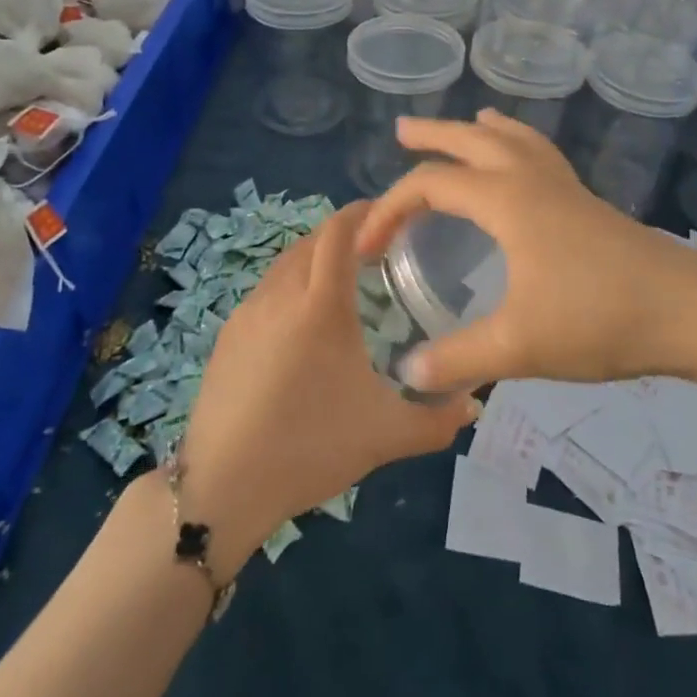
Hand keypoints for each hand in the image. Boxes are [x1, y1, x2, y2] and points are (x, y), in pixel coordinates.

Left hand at [180, 201, 475, 576]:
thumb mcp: (385, 436)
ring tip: (339, 279)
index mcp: (321, 304)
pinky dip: (288, 284)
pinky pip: (264, 291)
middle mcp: (281, 294)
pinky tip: (300, 322)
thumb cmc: (310, 448)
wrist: (223, 486)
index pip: (338, 231)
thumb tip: (473, 406)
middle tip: (373, 248)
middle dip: (340, 233)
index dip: (361, 211)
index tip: (386, 211)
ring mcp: (247, 313)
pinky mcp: (227, 335)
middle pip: (311, 241)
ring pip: (284, 264)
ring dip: (312, 257)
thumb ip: (437, 420)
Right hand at [356, 111, 696, 393]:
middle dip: (433, 135)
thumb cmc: (600, 318)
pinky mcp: (588, 203)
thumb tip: (406, 373)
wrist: (691, 311)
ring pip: (515, 140)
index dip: (390, 210)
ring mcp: (565, 188)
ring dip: (482, 131)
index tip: (366, 248)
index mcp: (507, 201)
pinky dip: (520, 145)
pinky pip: (541, 155)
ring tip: (470, 123)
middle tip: (402, 130)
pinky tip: (526, 164)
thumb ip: (459, 358)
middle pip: (472, 142)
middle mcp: (531, 180)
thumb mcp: (520, 345)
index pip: (432, 186)